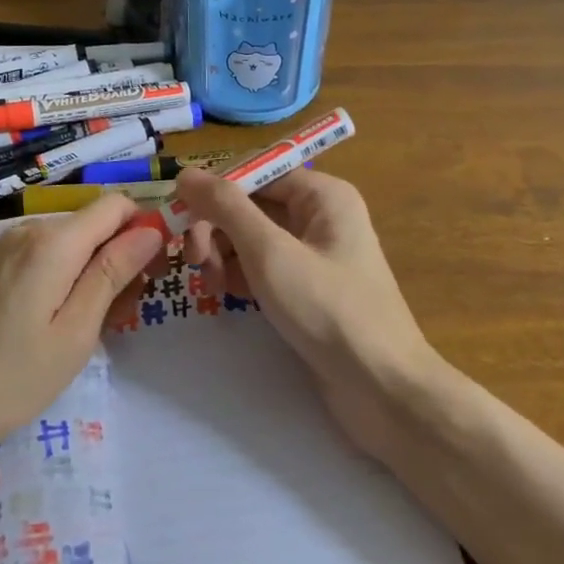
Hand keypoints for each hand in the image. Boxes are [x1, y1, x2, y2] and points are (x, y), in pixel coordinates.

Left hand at [0, 196, 164, 472]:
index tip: (154, 273)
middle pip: (91, 225)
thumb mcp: (74, 332)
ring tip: (88, 329)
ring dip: (90, 273)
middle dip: (118, 258)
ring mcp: (0, 250)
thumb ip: (112, 273)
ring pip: (66, 244)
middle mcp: (26, 232)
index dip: (144, 228)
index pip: (115, 206)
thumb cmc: (8, 378)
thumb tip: (151, 228)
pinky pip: (39, 259)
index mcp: (53, 242)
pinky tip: (51, 325)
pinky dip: (60, 280)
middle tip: (123, 316)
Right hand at [174, 166, 438, 458]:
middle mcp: (321, 216)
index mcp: (323, 195)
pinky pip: (265, 267)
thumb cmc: (328, 310)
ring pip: (253, 238)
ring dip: (225, 255)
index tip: (181, 220)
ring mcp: (316, 254)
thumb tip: (186, 174)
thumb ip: (226, 208)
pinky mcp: (309, 288)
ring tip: (213, 287)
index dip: (215, 192)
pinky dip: (242, 276)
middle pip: (252, 206)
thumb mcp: (270, 253)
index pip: (255, 173)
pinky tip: (230, 297)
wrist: (382, 389)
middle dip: (218, 229)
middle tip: (196, 263)